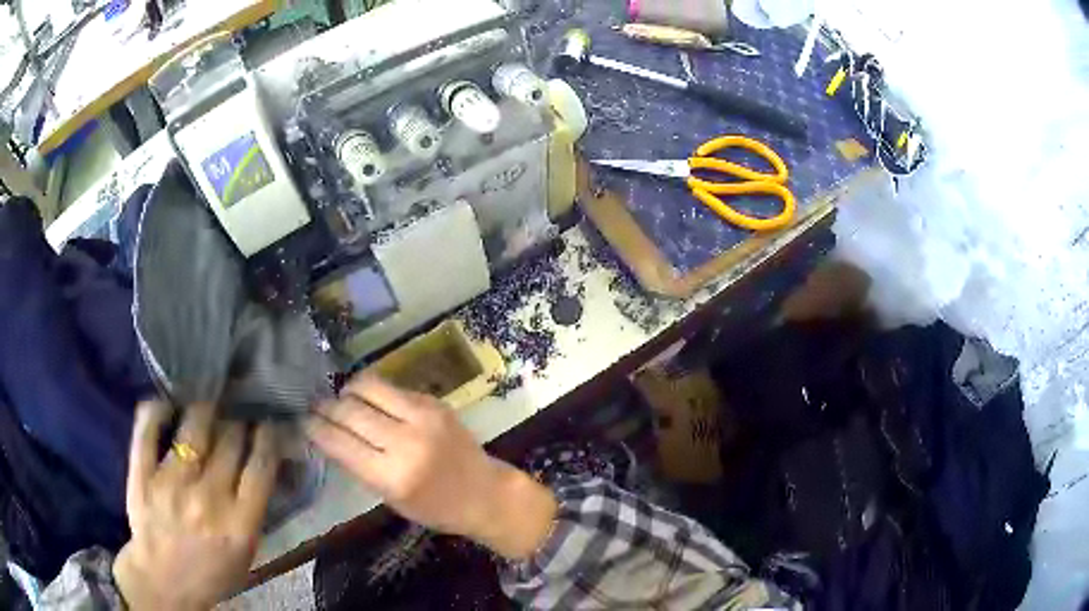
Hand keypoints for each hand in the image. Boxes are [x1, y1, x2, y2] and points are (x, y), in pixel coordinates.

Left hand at [113, 401, 280, 610]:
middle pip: (230, 440)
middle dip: (238, 420)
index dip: (268, 436)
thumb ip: (254, 512)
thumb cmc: (211, 573)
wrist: (163, 583)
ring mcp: (172, 483)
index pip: (261, 466)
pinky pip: (148, 429)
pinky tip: (168, 404)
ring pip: (193, 427)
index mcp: (239, 524)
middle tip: (238, 412)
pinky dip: (158, 410)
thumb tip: (263, 466)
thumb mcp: (245, 554)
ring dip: (206, 409)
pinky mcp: (143, 475)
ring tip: (209, 403)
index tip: (268, 422)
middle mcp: (208, 498)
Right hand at [306, 373, 556, 559]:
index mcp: (393, 476)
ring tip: (339, 399)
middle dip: (325, 407)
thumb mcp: (390, 497)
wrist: (483, 492)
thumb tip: (327, 434)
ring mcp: (423, 417)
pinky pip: (392, 388)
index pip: (340, 443)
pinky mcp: (434, 401)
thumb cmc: (434, 507)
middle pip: (349, 412)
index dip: (315, 429)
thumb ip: (359, 465)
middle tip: (314, 406)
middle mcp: (406, 441)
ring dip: (346, 392)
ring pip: (368, 387)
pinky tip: (368, 400)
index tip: (302, 421)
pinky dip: (373, 392)